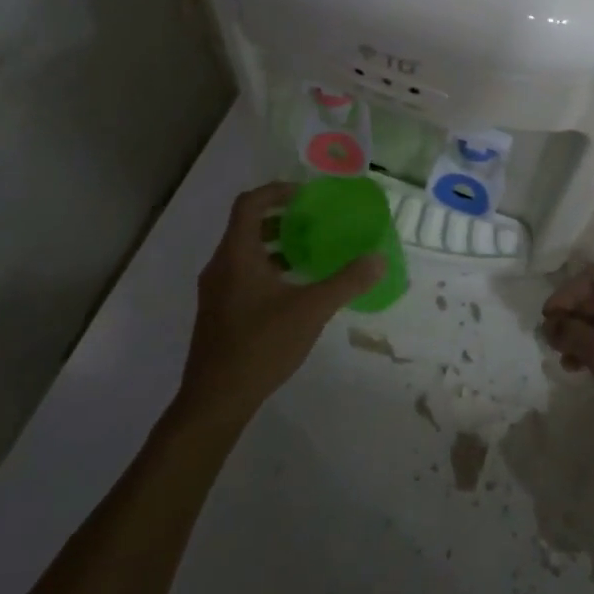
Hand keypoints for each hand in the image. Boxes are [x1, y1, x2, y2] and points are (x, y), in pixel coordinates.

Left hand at [177, 182, 384, 425]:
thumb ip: (346, 282)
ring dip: (273, 246)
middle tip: (311, 222)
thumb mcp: (311, 310)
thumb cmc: (261, 345)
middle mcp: (220, 266)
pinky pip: (240, 274)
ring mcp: (214, 291)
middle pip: (246, 226)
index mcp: (237, 255)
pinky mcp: (217, 313)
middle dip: (279, 219)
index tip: (304, 195)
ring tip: (306, 255)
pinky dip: (265, 269)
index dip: (276, 191)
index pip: (249, 204)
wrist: (215, 401)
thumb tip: (379, 259)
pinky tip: (291, 292)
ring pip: (243, 252)